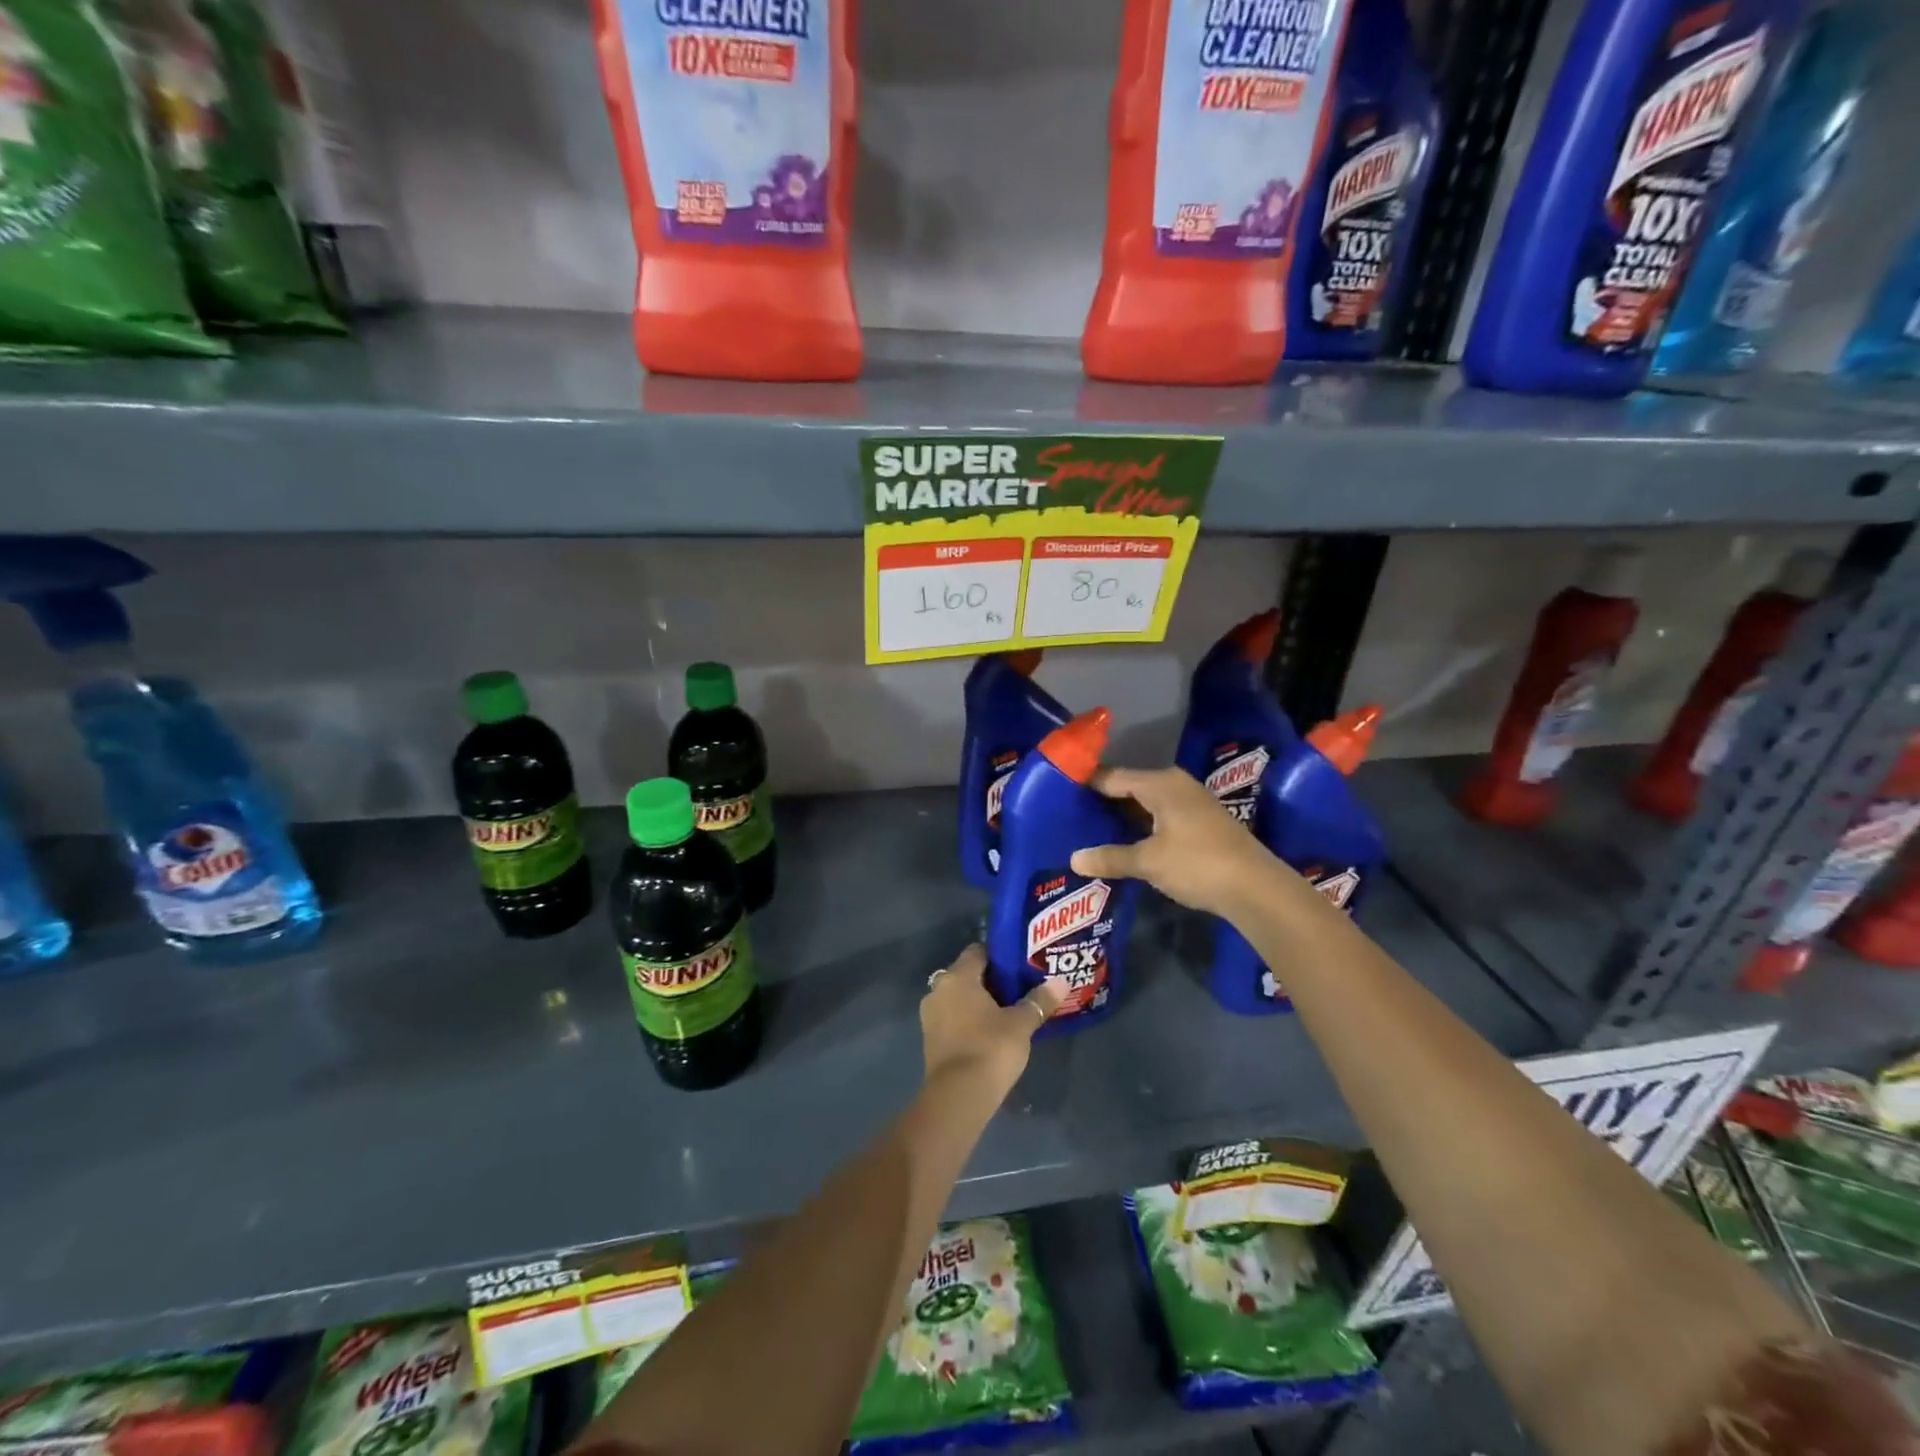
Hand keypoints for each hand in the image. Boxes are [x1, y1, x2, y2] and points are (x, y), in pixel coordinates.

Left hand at [920, 943, 1063, 1095]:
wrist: (958, 1097)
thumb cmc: (990, 1048)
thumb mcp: (1021, 1024)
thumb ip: (1039, 1000)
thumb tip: (1061, 982)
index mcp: (957, 977)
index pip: (978, 951)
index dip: (1000, 956)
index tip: (1020, 965)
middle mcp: (938, 990)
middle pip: (967, 974)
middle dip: (991, 980)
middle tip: (1019, 988)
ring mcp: (931, 1016)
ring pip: (959, 998)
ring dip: (979, 1002)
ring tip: (1008, 1011)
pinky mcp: (931, 1040)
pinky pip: (953, 1018)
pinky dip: (969, 1020)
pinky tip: (991, 1032)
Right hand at [1071, 766, 1280, 918]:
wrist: (1256, 888)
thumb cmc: (1197, 864)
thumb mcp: (1149, 862)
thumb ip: (1111, 857)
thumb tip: (1074, 858)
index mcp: (1160, 784)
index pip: (1113, 776)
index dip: (1086, 783)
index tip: (1059, 791)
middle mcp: (1176, 785)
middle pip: (1129, 787)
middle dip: (1102, 801)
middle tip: (1069, 813)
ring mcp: (1192, 803)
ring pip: (1146, 803)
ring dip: (1122, 815)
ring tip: (1090, 828)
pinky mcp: (1201, 823)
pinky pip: (1159, 816)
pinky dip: (1140, 825)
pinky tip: (1125, 841)